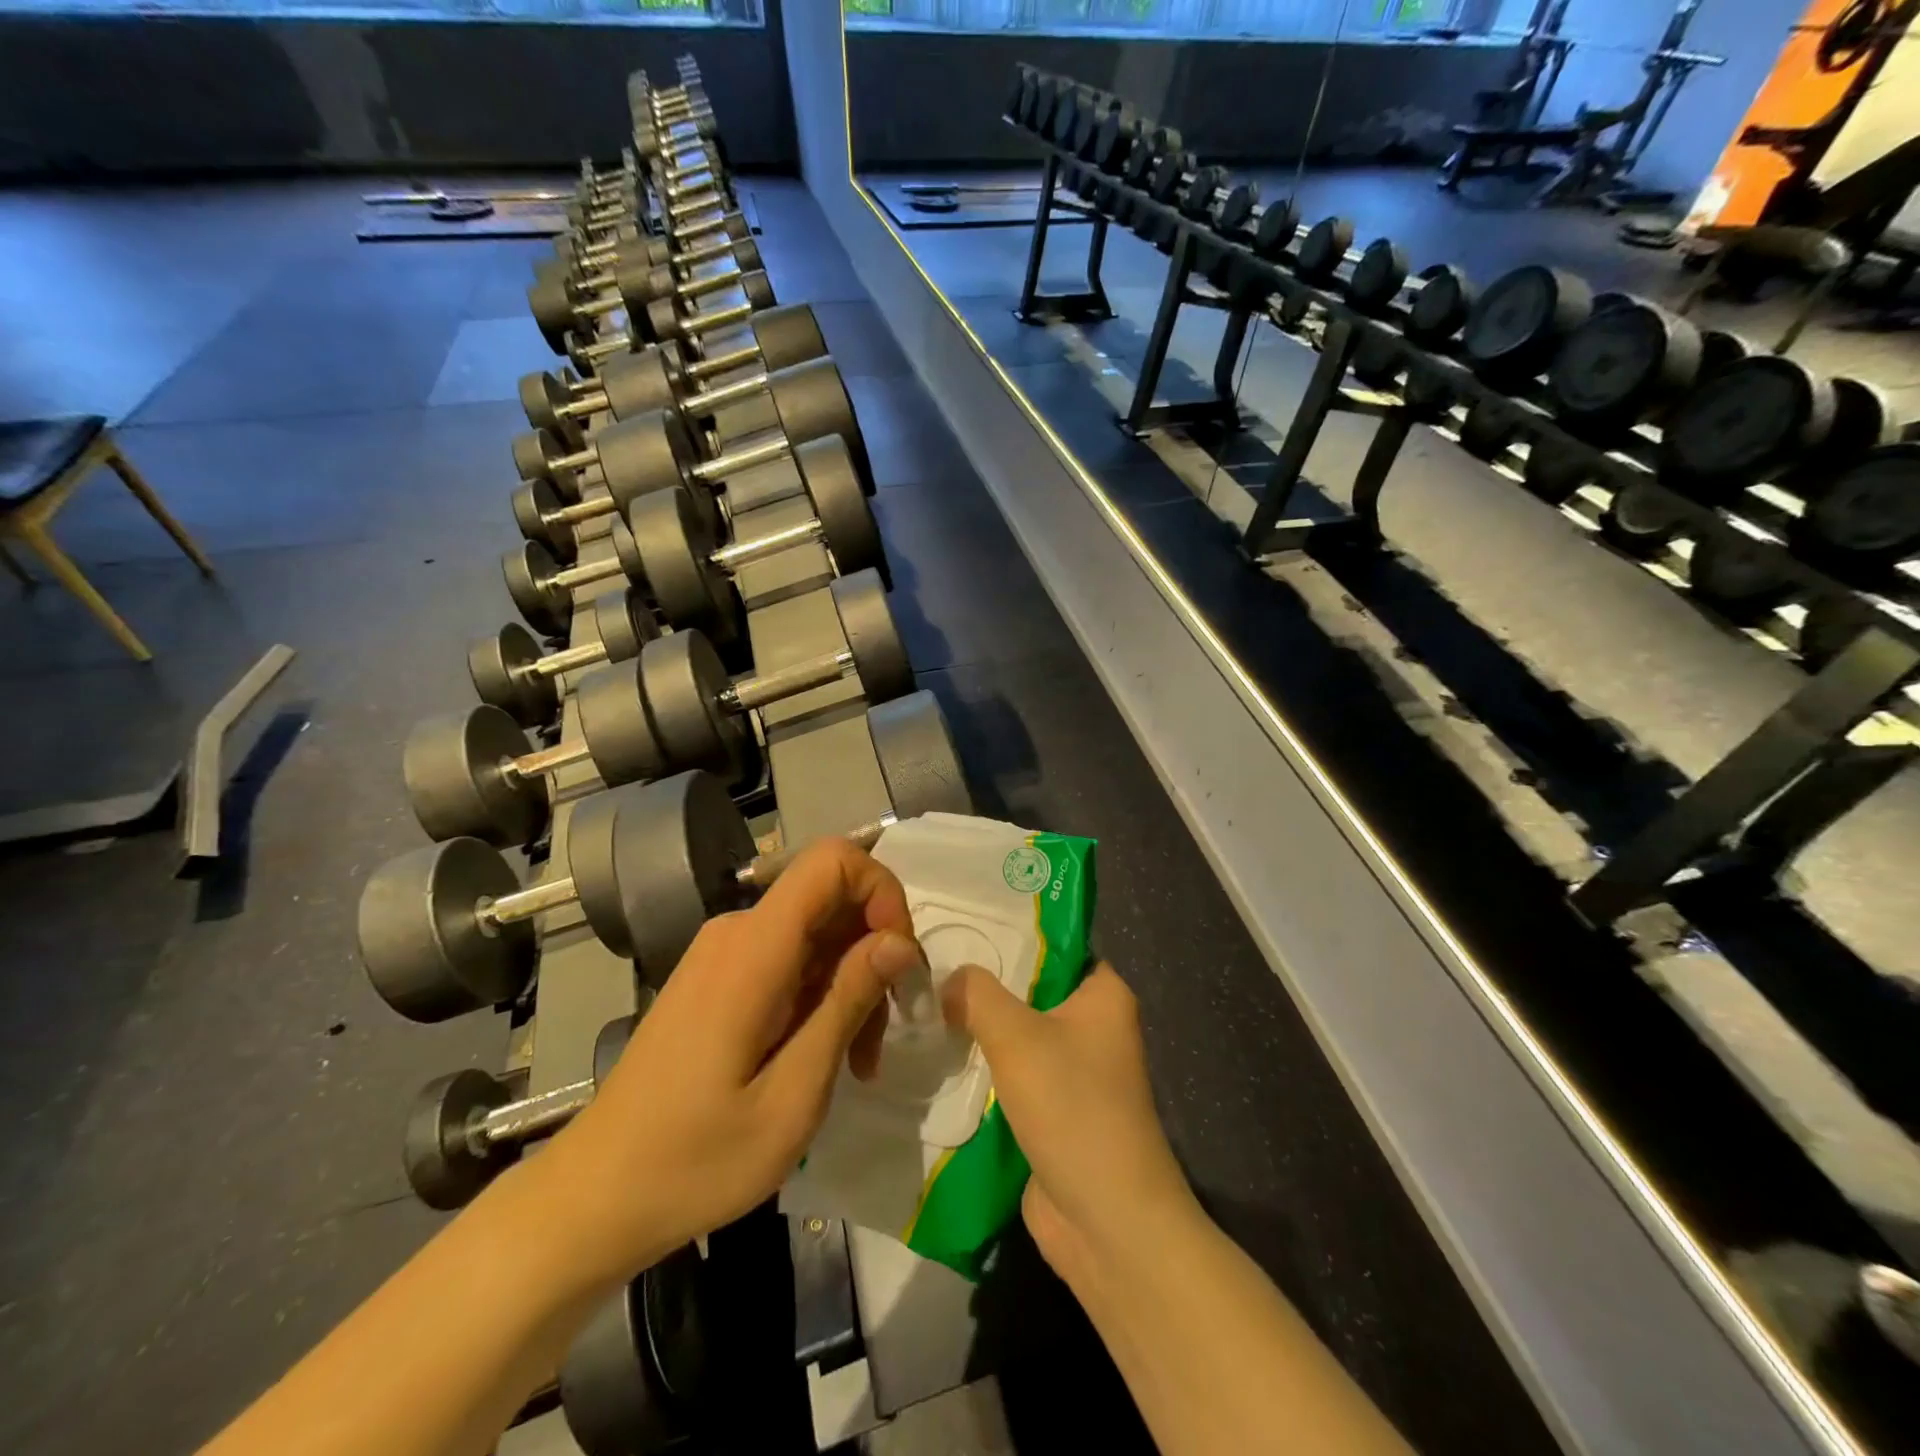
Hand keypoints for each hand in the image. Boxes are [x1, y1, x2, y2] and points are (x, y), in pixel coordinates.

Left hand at [540, 838, 926, 1290]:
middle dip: (874, 951)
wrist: (595, 1196)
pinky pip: (789, 957)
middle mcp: (737, 932)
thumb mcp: (793, 1095)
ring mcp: (723, 952)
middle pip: (831, 898)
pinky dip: (821, 994)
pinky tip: (822, 1054)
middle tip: (884, 1033)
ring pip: (816, 932)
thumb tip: (900, 941)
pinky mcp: (718, 977)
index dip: (881, 890)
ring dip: (851, 982)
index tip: (899, 960)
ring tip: (858, 1060)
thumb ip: (848, 1003)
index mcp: (754, 949)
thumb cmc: (696, 1159)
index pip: (832, 860)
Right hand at [941, 962, 1195, 1295]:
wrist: (1106, 1222)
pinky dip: (984, 1068)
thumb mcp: (1017, 1036)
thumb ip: (977, 995)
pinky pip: (1013, 1074)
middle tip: (929, 967)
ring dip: (979, 1029)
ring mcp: (1075, 1071)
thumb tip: (947, 979)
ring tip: (924, 1005)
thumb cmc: (1073, 1108)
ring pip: (1018, 1034)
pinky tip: (939, 1054)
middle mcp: (1094, 1026)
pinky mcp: (1054, 1110)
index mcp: (1103, 995)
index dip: (1009, 933)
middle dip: (984, 984)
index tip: (959, 927)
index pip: (1054, 944)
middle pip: (1030, 989)